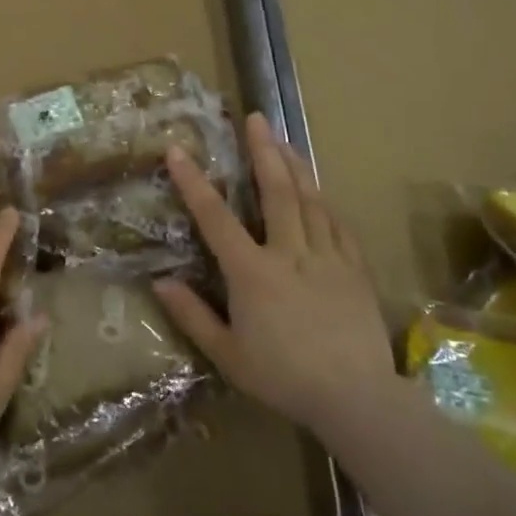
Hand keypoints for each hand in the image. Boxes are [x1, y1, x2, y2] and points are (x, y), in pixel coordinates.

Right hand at [153, 112, 398, 444]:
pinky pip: (339, 226)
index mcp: (252, 273)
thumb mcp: (227, 354)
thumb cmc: (282, 378)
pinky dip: (325, 204)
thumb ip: (192, 315)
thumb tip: (160, 282)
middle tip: (256, 118)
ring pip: (311, 200)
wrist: (356, 397)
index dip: (194, 183)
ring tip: (285, 140)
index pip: (216, 218)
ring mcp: (327, 257)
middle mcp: (290, 253)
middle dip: (263, 151)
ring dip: (295, 166)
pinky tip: (320, 193)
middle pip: (276, 191)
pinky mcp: (355, 269)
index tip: (178, 150)